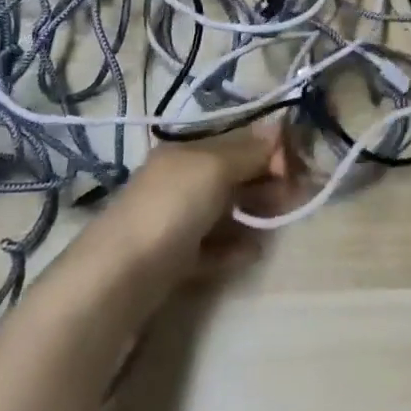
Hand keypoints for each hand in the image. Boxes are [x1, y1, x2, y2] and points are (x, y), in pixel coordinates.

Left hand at [93, 120, 300, 285]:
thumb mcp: (214, 168)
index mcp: (186, 151)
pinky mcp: (173, 260)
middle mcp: (179, 180)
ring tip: (277, 224)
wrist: (115, 281)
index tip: (296, 166)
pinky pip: (213, 246)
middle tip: (295, 197)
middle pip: (233, 174)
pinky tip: (252, 252)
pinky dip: (234, 246)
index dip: (269, 148)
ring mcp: (174, 221)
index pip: (237, 140)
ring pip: (225, 210)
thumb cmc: (170, 210)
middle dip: (266, 181)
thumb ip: (248, 151)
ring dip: (255, 213)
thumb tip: (278, 128)